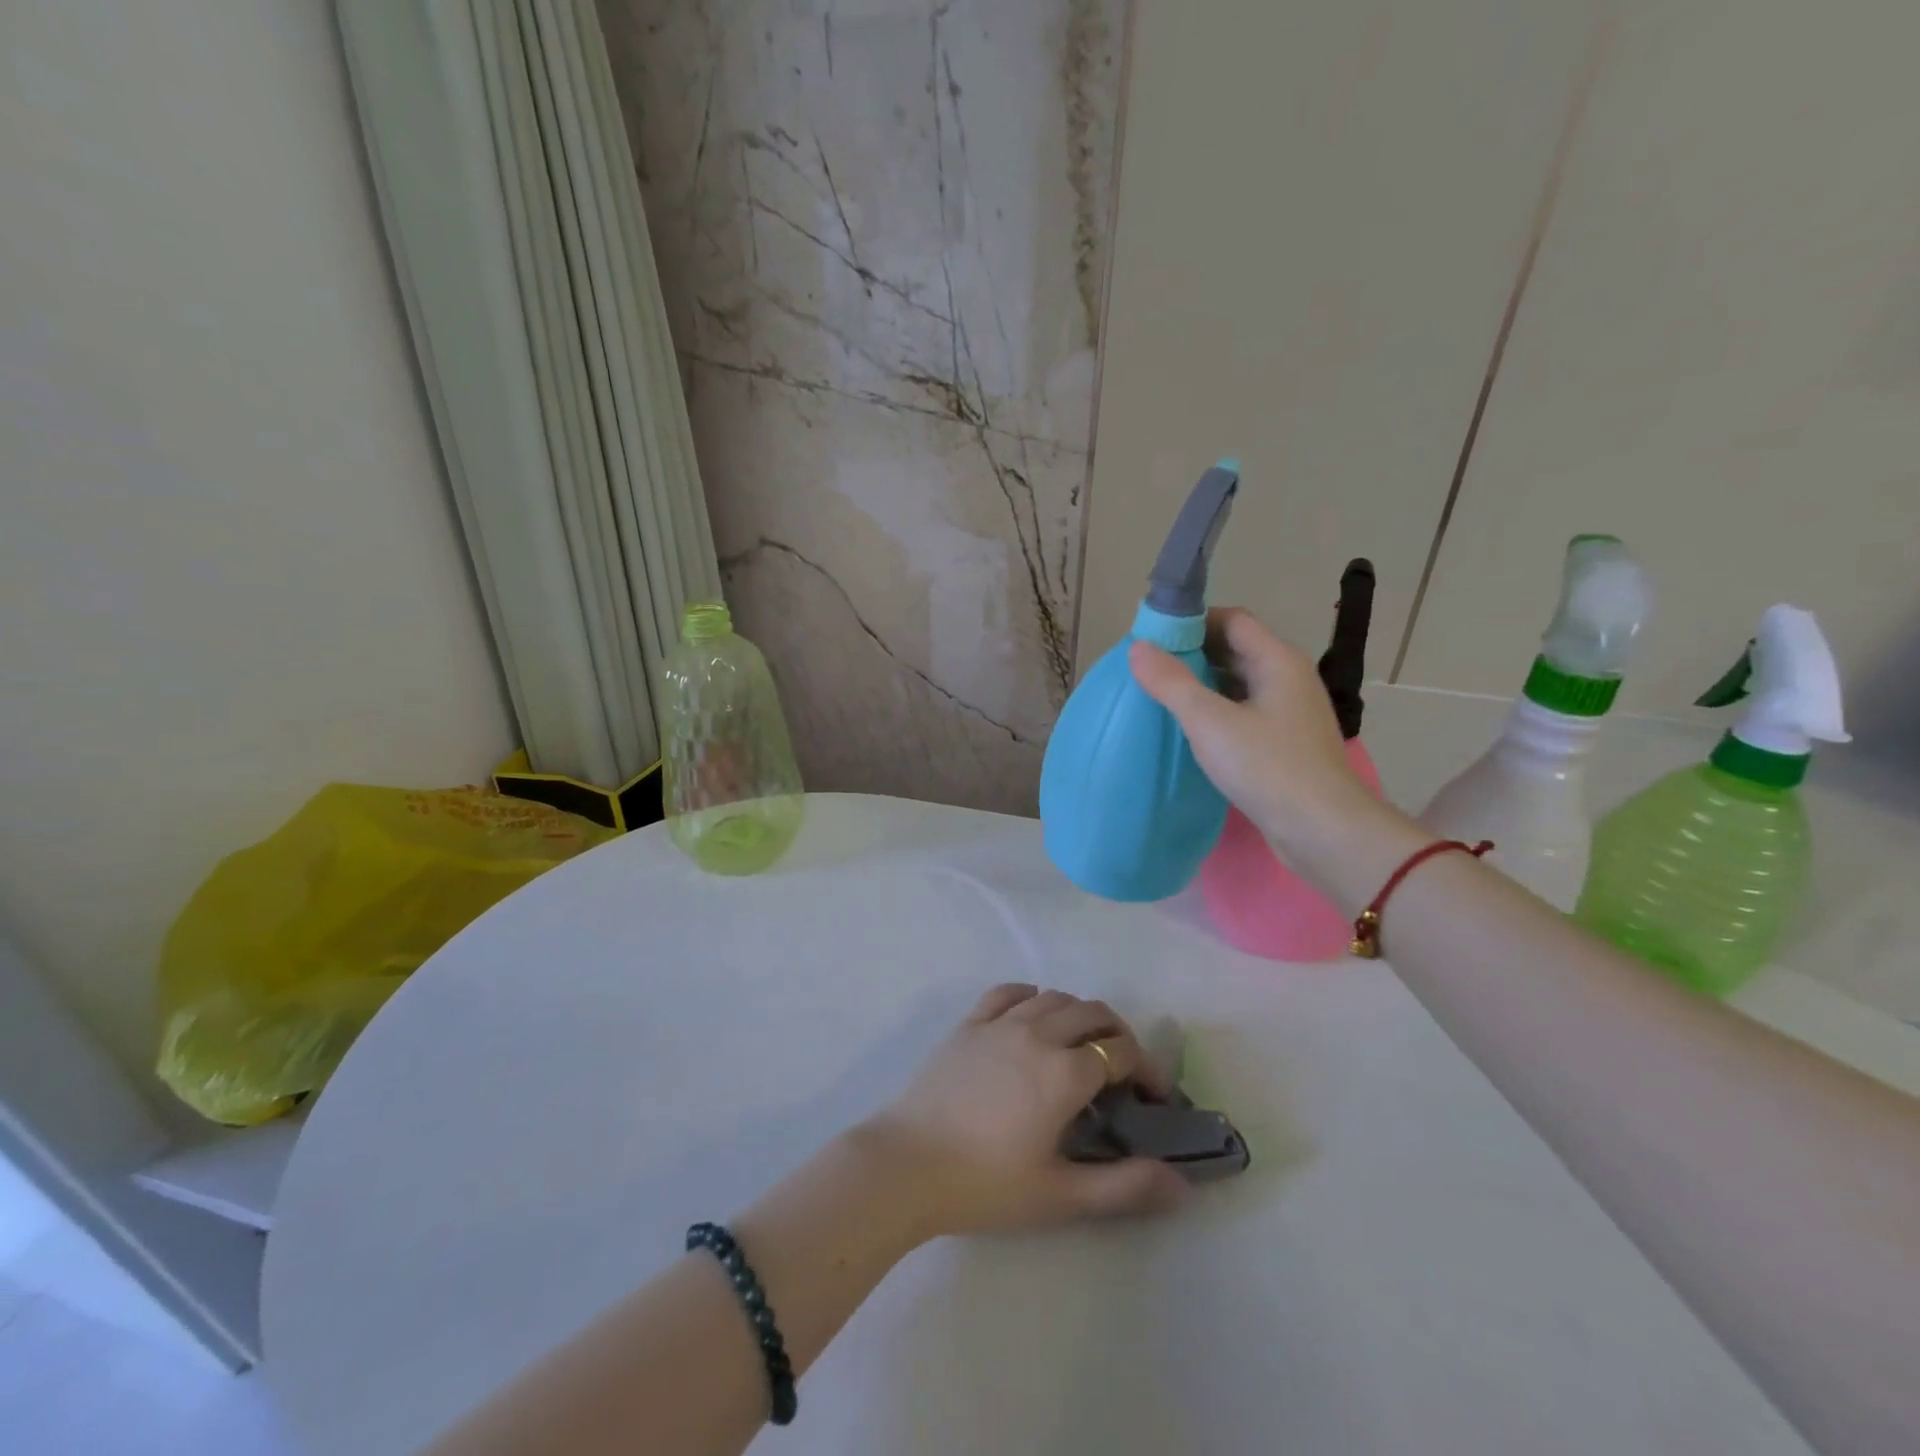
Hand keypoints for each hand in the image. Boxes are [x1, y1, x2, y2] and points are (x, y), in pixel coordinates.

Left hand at [860, 985, 1189, 1238]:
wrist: (906, 1165)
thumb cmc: (985, 1184)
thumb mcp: (1061, 1194)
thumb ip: (1125, 1187)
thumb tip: (1184, 1187)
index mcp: (1064, 1072)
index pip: (1121, 1051)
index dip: (1147, 1068)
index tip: (1153, 1096)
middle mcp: (1038, 1033)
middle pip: (1093, 1012)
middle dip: (1118, 1034)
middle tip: (1123, 1068)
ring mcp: (999, 1023)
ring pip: (1054, 997)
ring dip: (1079, 1014)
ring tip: (1081, 1045)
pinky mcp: (969, 1023)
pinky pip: (1008, 992)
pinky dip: (1032, 997)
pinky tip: (1033, 1017)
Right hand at [1128, 607, 1371, 856]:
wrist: (1322, 830)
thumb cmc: (1267, 767)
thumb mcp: (1210, 722)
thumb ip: (1171, 682)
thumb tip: (1138, 647)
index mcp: (1277, 660)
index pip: (1232, 620)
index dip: (1193, 622)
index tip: (1154, 639)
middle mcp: (1289, 678)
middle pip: (1236, 650)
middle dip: (1193, 654)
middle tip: (1150, 669)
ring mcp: (1290, 712)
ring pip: (1240, 683)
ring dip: (1204, 684)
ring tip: (1162, 697)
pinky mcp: (1286, 743)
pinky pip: (1245, 712)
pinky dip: (1218, 711)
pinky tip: (1192, 730)